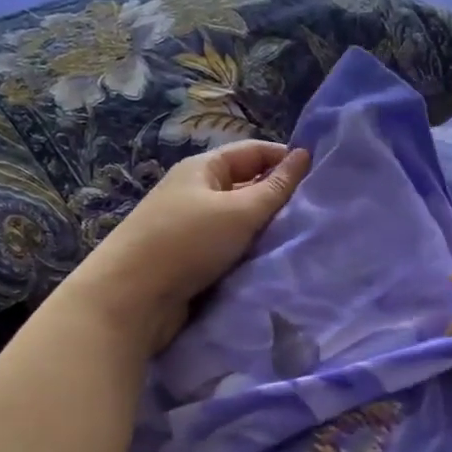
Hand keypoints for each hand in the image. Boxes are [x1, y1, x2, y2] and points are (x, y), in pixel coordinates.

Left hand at [69, 140, 308, 352]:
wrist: (131, 299)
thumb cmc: (187, 243)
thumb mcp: (239, 211)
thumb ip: (275, 188)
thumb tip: (303, 156)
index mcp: (202, 169)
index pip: (253, 152)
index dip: (285, 159)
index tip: (320, 178)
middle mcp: (195, 192)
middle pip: (246, 186)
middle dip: (278, 198)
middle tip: (315, 214)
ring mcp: (189, 227)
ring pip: (238, 221)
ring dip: (264, 230)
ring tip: (300, 240)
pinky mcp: (188, 260)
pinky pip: (228, 248)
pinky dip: (248, 253)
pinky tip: (270, 263)